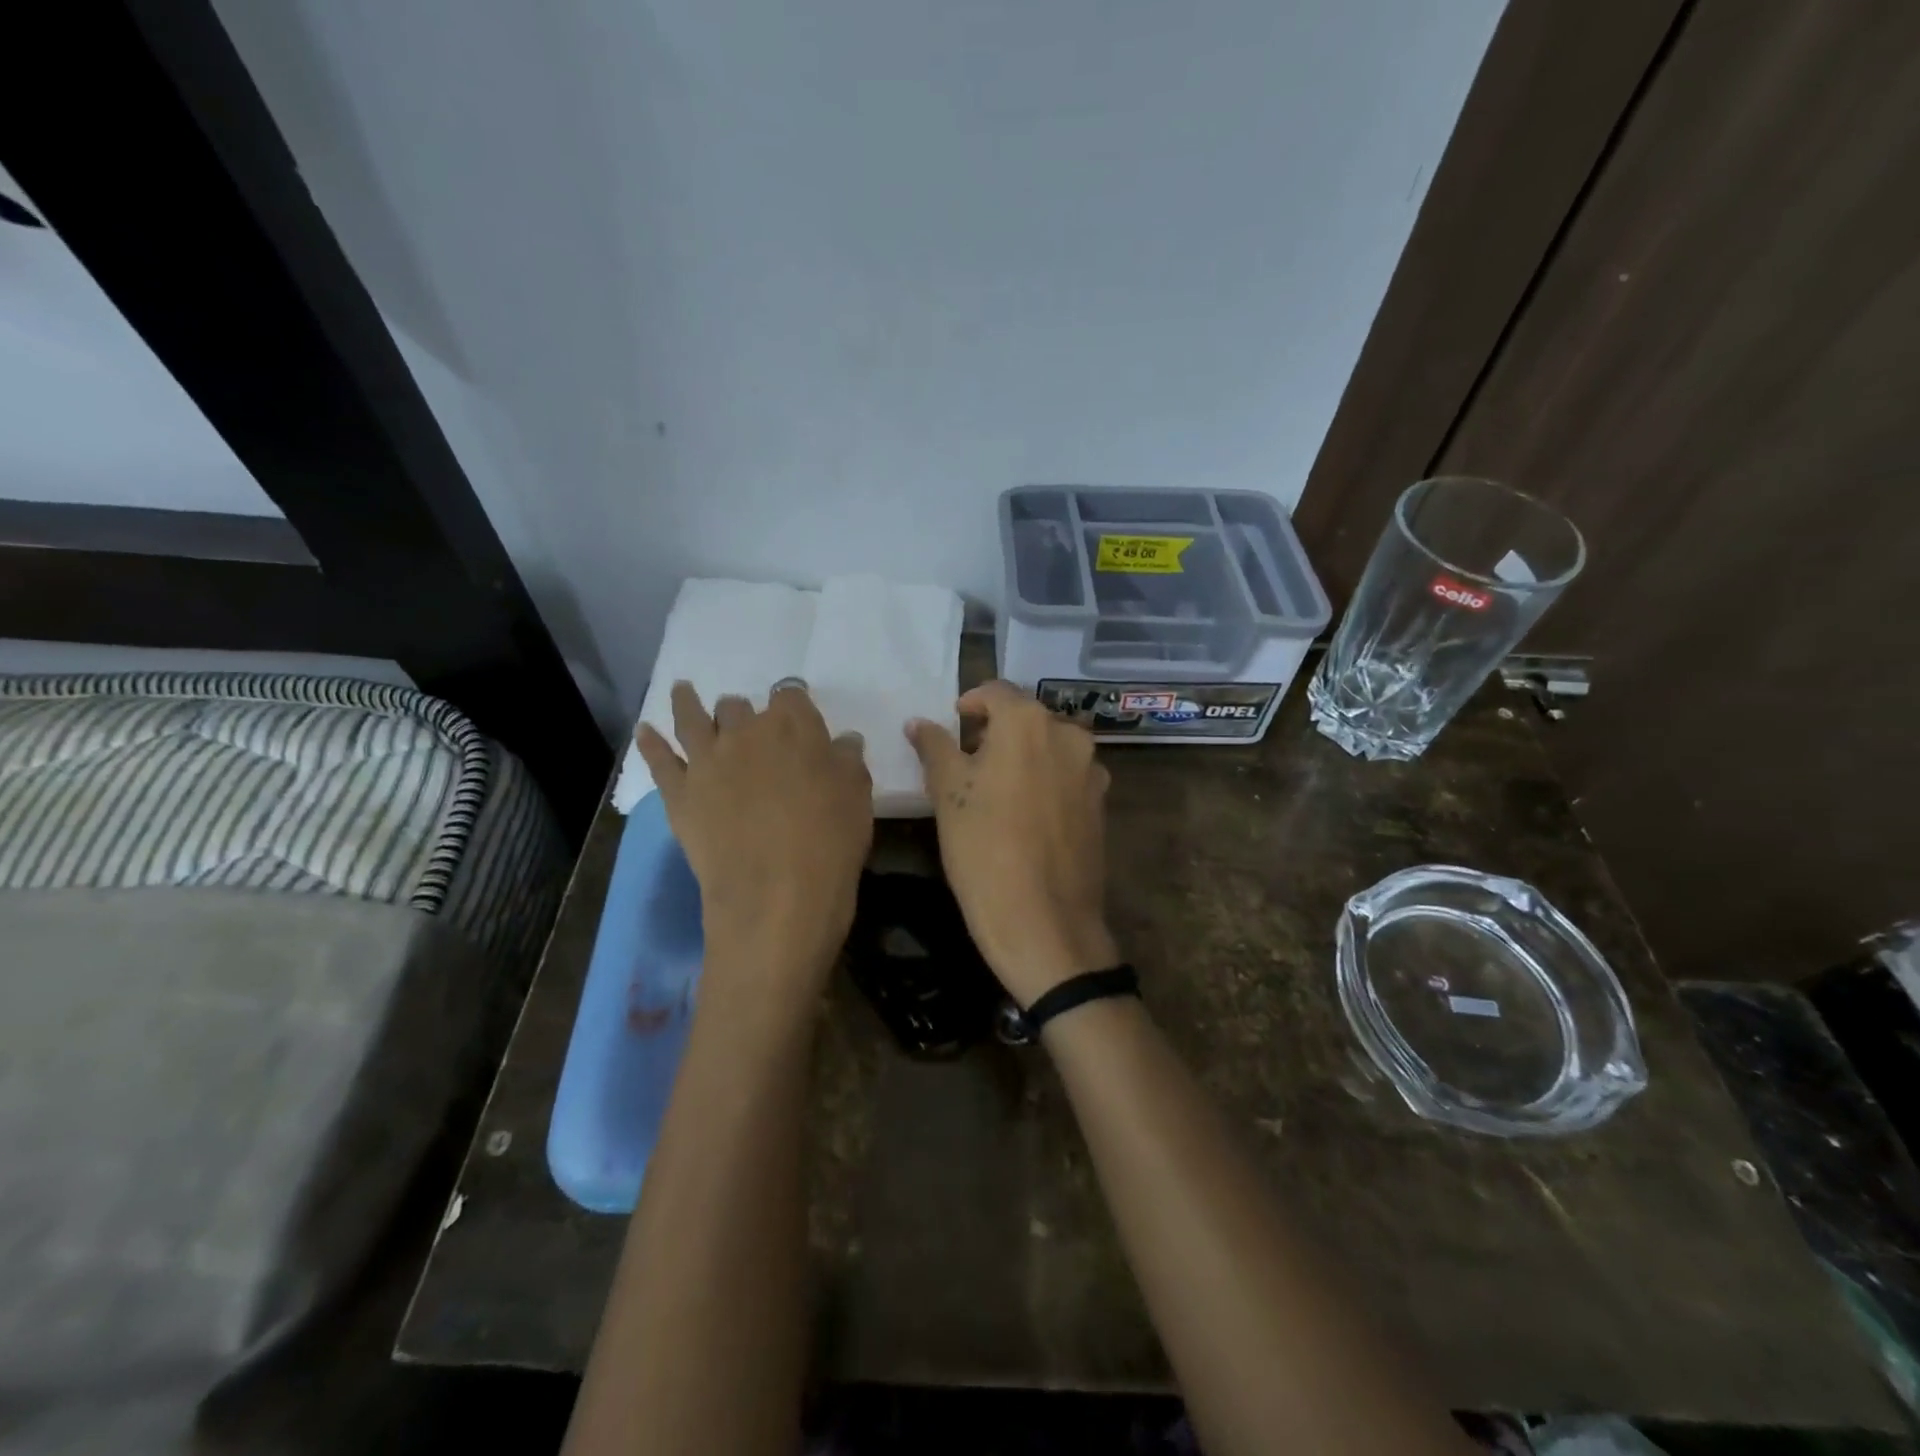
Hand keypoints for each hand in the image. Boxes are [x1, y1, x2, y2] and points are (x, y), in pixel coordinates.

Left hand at [637, 681, 872, 1004]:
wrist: (777, 895)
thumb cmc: (830, 842)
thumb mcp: (857, 797)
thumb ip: (848, 761)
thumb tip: (843, 741)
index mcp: (794, 726)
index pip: (792, 696)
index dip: (794, 704)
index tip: (798, 716)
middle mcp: (746, 732)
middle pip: (739, 705)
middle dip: (744, 712)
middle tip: (749, 729)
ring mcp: (707, 760)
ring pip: (692, 717)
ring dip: (687, 702)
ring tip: (681, 691)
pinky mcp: (679, 793)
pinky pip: (658, 758)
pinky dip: (650, 742)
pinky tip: (644, 731)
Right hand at [906, 681, 1117, 1006]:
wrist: (1044, 922)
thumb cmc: (984, 849)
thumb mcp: (947, 794)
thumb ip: (934, 747)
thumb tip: (918, 722)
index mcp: (1029, 722)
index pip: (996, 691)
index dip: (970, 704)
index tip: (952, 725)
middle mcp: (1069, 735)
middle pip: (1026, 718)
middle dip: (996, 732)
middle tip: (966, 762)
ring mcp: (1092, 771)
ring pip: (1049, 747)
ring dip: (1022, 756)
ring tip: (994, 790)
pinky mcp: (1101, 804)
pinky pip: (1066, 777)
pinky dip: (1044, 781)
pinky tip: (1024, 815)